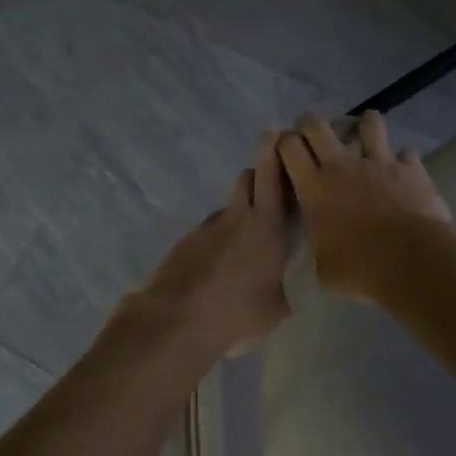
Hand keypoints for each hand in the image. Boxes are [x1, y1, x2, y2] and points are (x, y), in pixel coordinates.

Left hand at [120, 132, 293, 357]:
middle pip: (248, 178)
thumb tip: (277, 289)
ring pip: (227, 208)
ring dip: (237, 216)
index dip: (276, 153)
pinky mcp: (183, 243)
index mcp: (267, 227)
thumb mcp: (274, 310)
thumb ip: (280, 289)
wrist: (175, 320)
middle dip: (260, 175)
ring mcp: (205, 228)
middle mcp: (236, 218)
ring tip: (242, 248)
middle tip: (269, 187)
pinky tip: (216, 269)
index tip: (280, 135)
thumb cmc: (237, 314)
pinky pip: (207, 233)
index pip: (273, 176)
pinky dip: (215, 242)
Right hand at [276, 110, 451, 302]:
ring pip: (368, 123)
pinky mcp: (410, 168)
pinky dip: (403, 161)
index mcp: (313, 188)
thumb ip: (318, 248)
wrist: (410, 261)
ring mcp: (378, 162)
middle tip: (312, 135)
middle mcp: (341, 166)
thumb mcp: (322, 268)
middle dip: (310, 124)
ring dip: (364, 127)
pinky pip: (406, 153)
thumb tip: (321, 249)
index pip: (288, 147)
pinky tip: (403, 172)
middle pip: (316, 124)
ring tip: (365, 138)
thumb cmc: (358, 268)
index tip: (285, 150)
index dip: (283, 142)